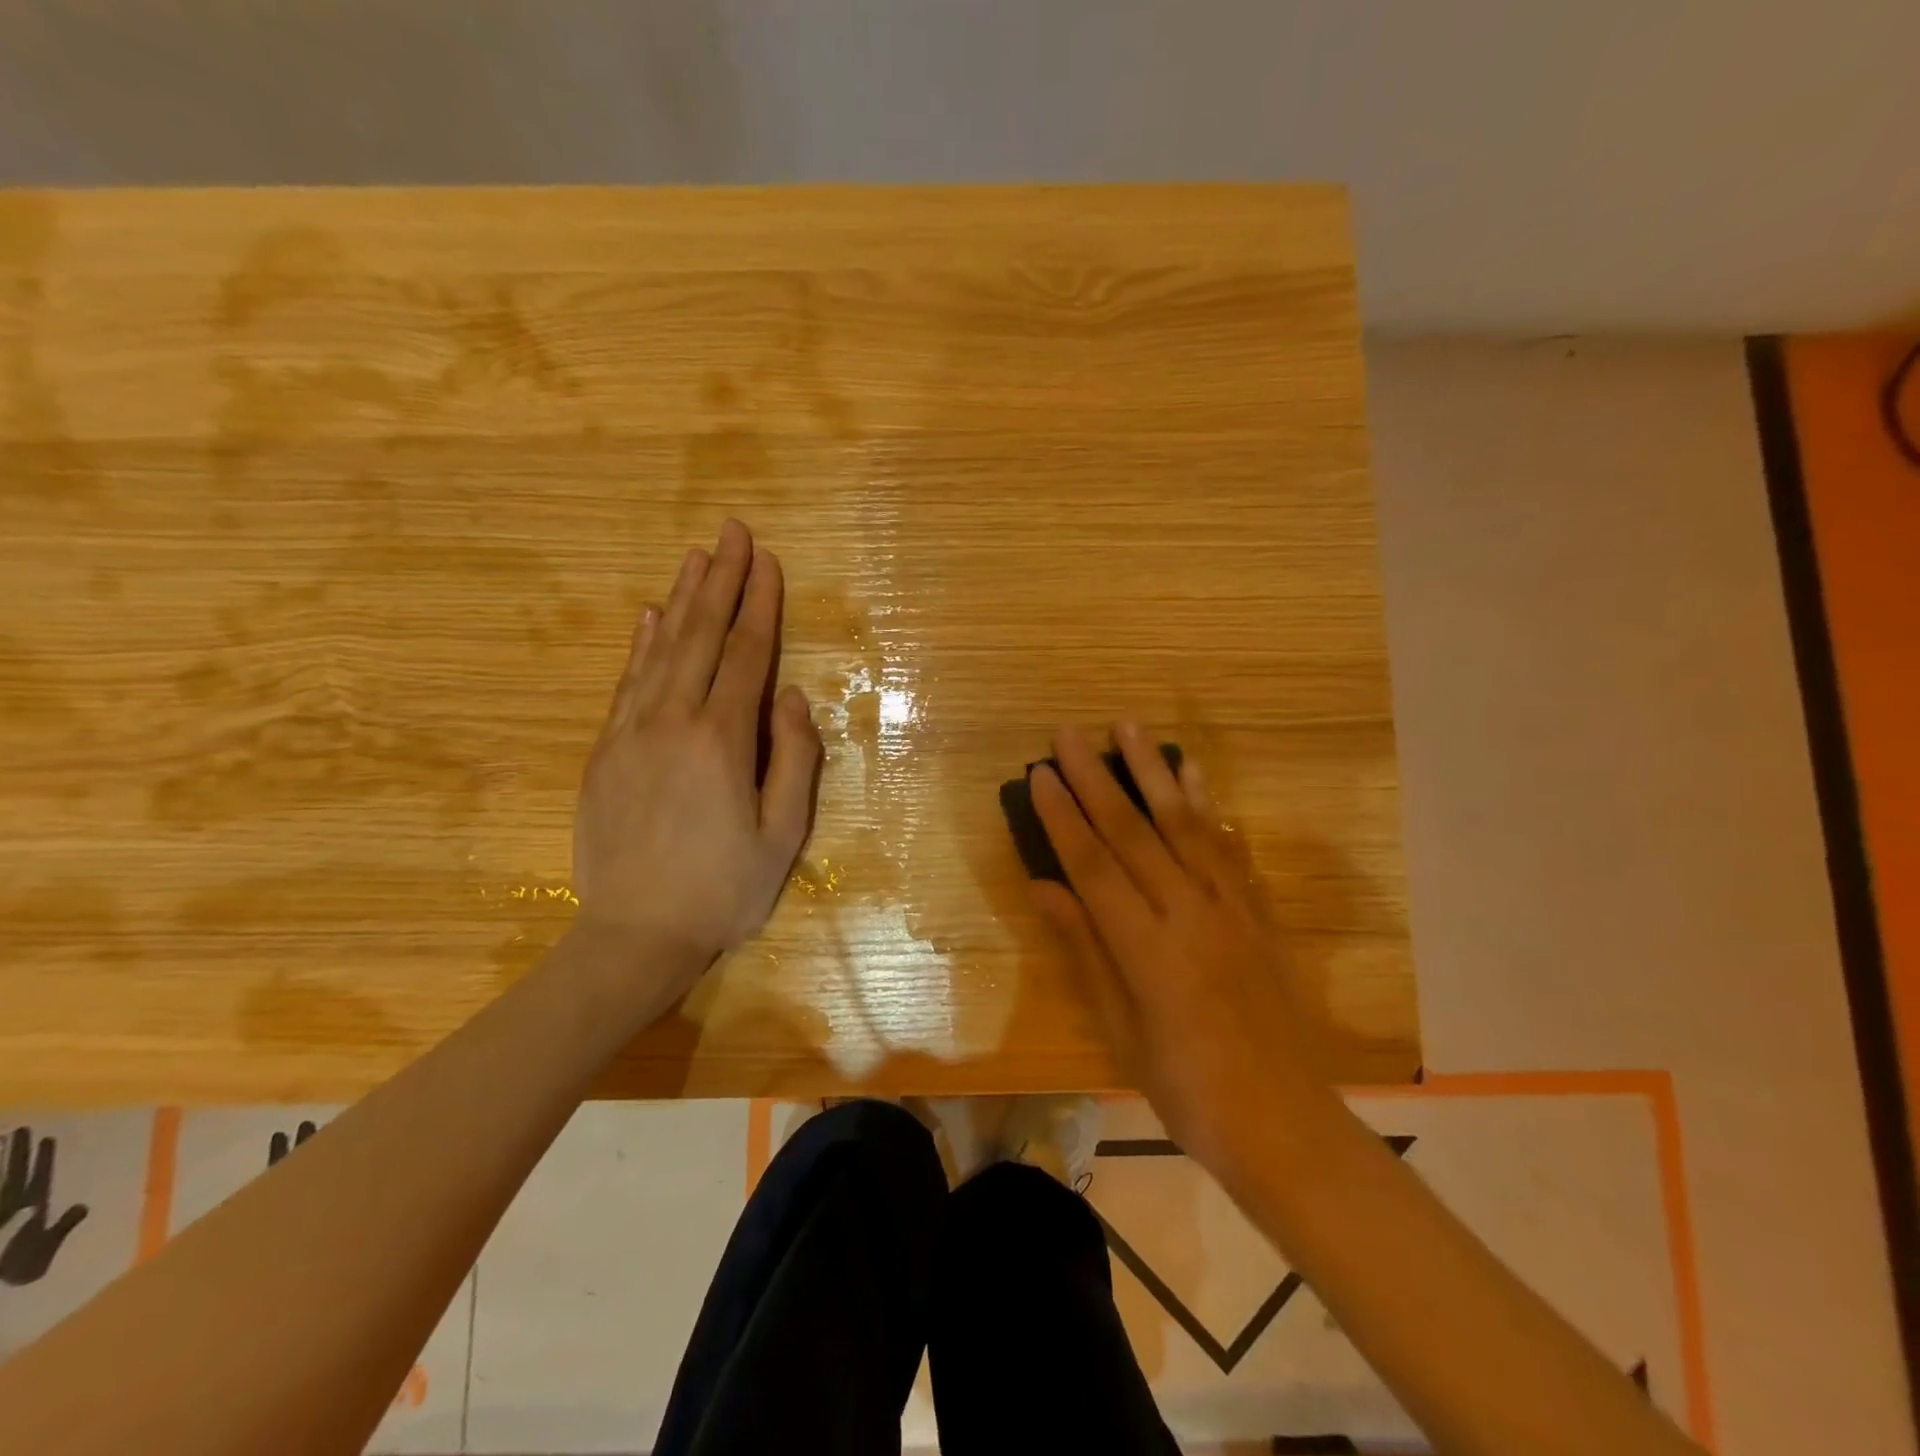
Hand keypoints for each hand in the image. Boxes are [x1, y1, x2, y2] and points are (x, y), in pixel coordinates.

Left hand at [0, 1128, 87, 1286]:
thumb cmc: (13, 1269)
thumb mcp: (42, 1252)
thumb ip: (62, 1227)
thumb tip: (83, 1204)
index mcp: (28, 1207)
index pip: (37, 1176)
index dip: (42, 1158)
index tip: (49, 1137)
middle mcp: (8, 1204)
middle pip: (11, 1173)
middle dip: (16, 1152)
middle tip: (20, 1129)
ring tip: (1, 1140)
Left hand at [572, 519, 821, 985]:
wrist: (634, 936)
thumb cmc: (723, 890)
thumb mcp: (783, 835)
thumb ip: (794, 760)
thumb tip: (792, 697)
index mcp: (722, 742)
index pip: (745, 655)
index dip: (759, 605)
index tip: (767, 560)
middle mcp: (672, 723)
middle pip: (700, 637)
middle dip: (721, 580)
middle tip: (732, 530)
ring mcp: (631, 734)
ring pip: (661, 650)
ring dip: (682, 599)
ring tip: (697, 556)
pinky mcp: (605, 751)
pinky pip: (626, 683)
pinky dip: (641, 644)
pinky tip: (652, 616)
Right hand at [1029, 723, 1334, 1176]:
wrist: (1284, 1123)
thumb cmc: (1187, 1089)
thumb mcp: (1121, 1028)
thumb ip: (1085, 948)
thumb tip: (1043, 886)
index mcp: (1148, 950)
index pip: (1094, 866)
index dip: (1062, 816)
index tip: (1039, 773)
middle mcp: (1189, 914)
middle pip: (1134, 833)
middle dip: (1097, 777)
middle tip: (1069, 733)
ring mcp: (1229, 908)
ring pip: (1184, 824)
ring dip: (1154, 771)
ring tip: (1130, 727)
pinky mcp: (1257, 912)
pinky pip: (1227, 846)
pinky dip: (1207, 804)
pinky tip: (1194, 774)